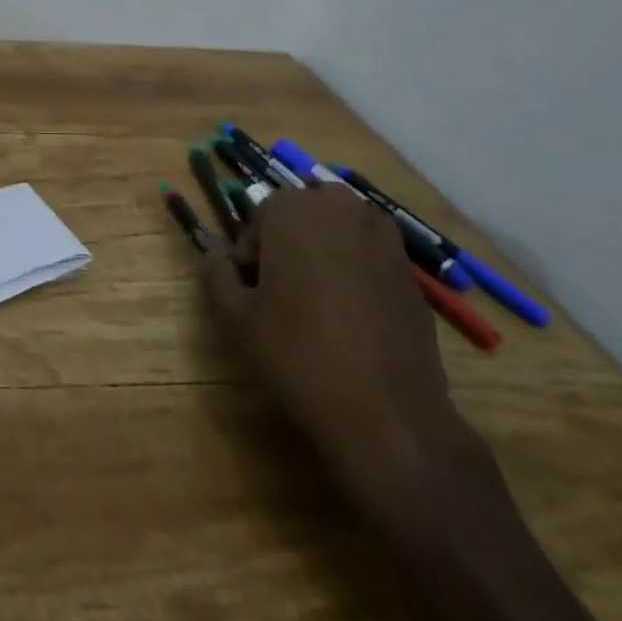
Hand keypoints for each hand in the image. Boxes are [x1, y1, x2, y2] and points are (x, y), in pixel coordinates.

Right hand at [201, 184, 462, 500]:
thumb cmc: (298, 353)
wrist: (387, 413)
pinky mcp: (410, 270)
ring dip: (324, 251)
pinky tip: (354, 317)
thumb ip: (217, 274)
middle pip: (301, 215)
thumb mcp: (236, 317)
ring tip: (319, 302)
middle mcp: (339, 207)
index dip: (250, 255)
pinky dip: (356, 272)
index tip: (252, 292)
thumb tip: (212, 253)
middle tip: (283, 294)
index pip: (259, 218)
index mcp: (291, 208)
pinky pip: (369, 255)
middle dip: (289, 244)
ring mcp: (382, 235)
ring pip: (338, 229)